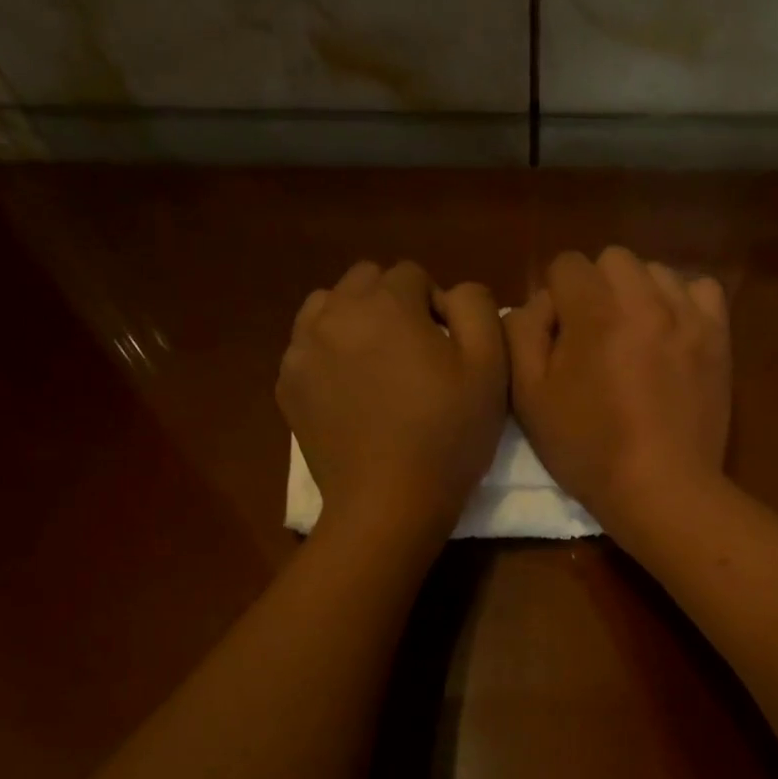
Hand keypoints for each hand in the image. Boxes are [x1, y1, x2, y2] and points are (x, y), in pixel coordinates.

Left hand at [279, 260, 507, 542]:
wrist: (388, 504)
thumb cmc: (447, 437)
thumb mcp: (490, 367)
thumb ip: (476, 307)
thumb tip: (451, 294)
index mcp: (387, 304)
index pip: (413, 274)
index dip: (436, 307)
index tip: (446, 350)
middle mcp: (336, 313)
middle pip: (365, 280)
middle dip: (392, 304)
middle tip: (412, 354)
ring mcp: (302, 349)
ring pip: (327, 306)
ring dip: (354, 320)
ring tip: (375, 364)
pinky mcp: (287, 384)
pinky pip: (306, 345)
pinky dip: (328, 353)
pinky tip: (349, 391)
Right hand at [506, 247, 730, 535]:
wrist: (660, 487)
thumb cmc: (588, 449)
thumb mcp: (529, 398)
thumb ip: (523, 334)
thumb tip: (540, 304)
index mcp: (594, 312)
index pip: (566, 264)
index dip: (554, 298)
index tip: (558, 338)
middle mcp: (644, 299)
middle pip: (612, 259)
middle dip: (596, 289)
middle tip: (593, 337)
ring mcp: (687, 314)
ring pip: (655, 271)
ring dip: (637, 294)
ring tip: (633, 338)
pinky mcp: (717, 335)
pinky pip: (700, 289)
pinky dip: (681, 301)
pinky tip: (670, 333)